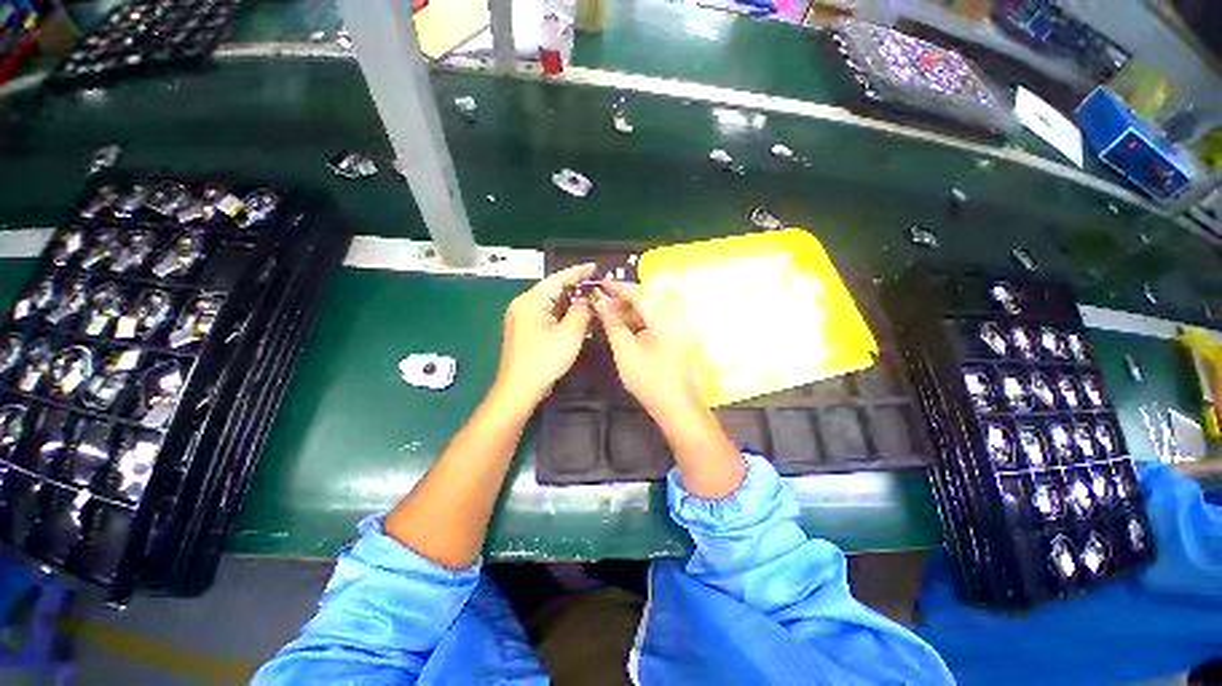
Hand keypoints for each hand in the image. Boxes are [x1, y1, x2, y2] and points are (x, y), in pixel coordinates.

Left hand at [495, 263, 596, 404]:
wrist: (519, 389)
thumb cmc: (544, 361)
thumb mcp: (569, 335)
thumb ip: (581, 312)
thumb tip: (588, 301)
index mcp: (531, 301)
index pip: (557, 279)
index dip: (578, 272)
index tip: (595, 268)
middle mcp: (523, 305)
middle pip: (553, 290)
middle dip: (576, 289)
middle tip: (597, 288)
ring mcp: (522, 318)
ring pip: (551, 304)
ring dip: (570, 304)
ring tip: (592, 302)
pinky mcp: (525, 330)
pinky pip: (547, 315)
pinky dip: (562, 315)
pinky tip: (577, 319)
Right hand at [595, 280, 744, 497]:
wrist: (677, 405)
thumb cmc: (649, 380)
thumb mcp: (625, 351)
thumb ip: (612, 324)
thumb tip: (601, 303)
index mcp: (664, 318)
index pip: (639, 293)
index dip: (619, 288)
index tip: (601, 285)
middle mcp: (677, 315)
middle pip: (649, 295)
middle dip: (627, 296)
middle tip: (606, 302)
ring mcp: (682, 324)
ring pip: (656, 305)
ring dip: (635, 306)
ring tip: (614, 314)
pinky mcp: (682, 333)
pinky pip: (662, 316)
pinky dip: (645, 316)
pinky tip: (630, 324)